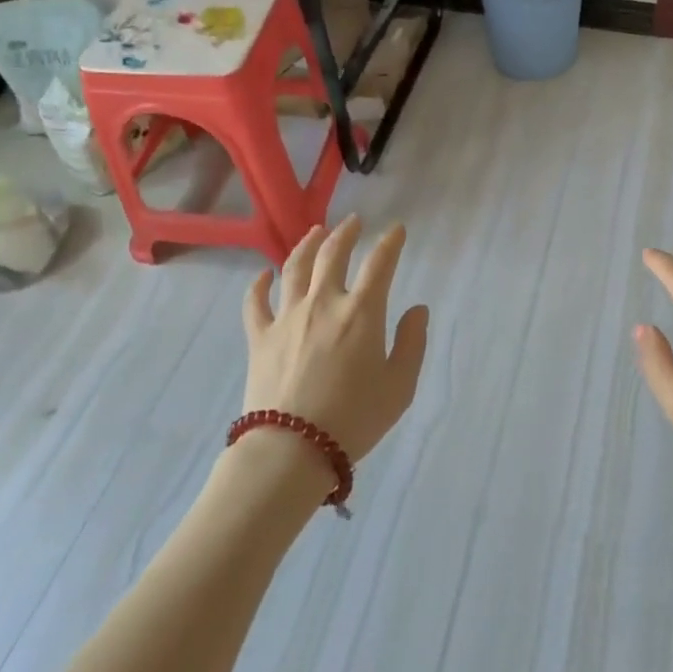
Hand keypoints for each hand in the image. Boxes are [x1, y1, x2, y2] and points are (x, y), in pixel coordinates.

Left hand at [241, 216, 430, 464]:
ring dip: (307, 244)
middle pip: (333, 254)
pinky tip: (263, 275)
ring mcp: (287, 317)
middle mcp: (323, 303)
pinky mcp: (260, 337)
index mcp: (362, 312)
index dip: (391, 243)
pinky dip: (259, 284)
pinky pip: (255, 303)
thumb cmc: (355, 419)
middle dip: (346, 233)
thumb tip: (417, 309)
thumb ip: (412, 343)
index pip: (380, 264)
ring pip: (295, 268)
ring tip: (316, 231)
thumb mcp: (400, 386)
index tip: (397, 230)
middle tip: (354, 221)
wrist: (292, 449)